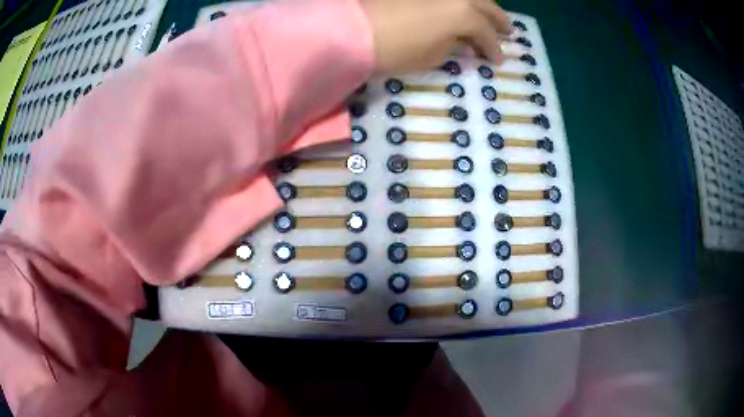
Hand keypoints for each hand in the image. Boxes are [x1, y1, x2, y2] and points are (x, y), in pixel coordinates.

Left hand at [360, 0, 511, 73]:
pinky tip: (464, 6)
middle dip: (499, 20)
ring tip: (488, 15)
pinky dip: (462, 1)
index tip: (498, 60)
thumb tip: (462, 41)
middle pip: (486, 5)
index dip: (494, 49)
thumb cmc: (396, 48)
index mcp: (463, 14)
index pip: (486, 33)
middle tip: (508, 31)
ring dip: (484, 4)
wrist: (353, 29)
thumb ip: (454, 46)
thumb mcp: (432, 56)